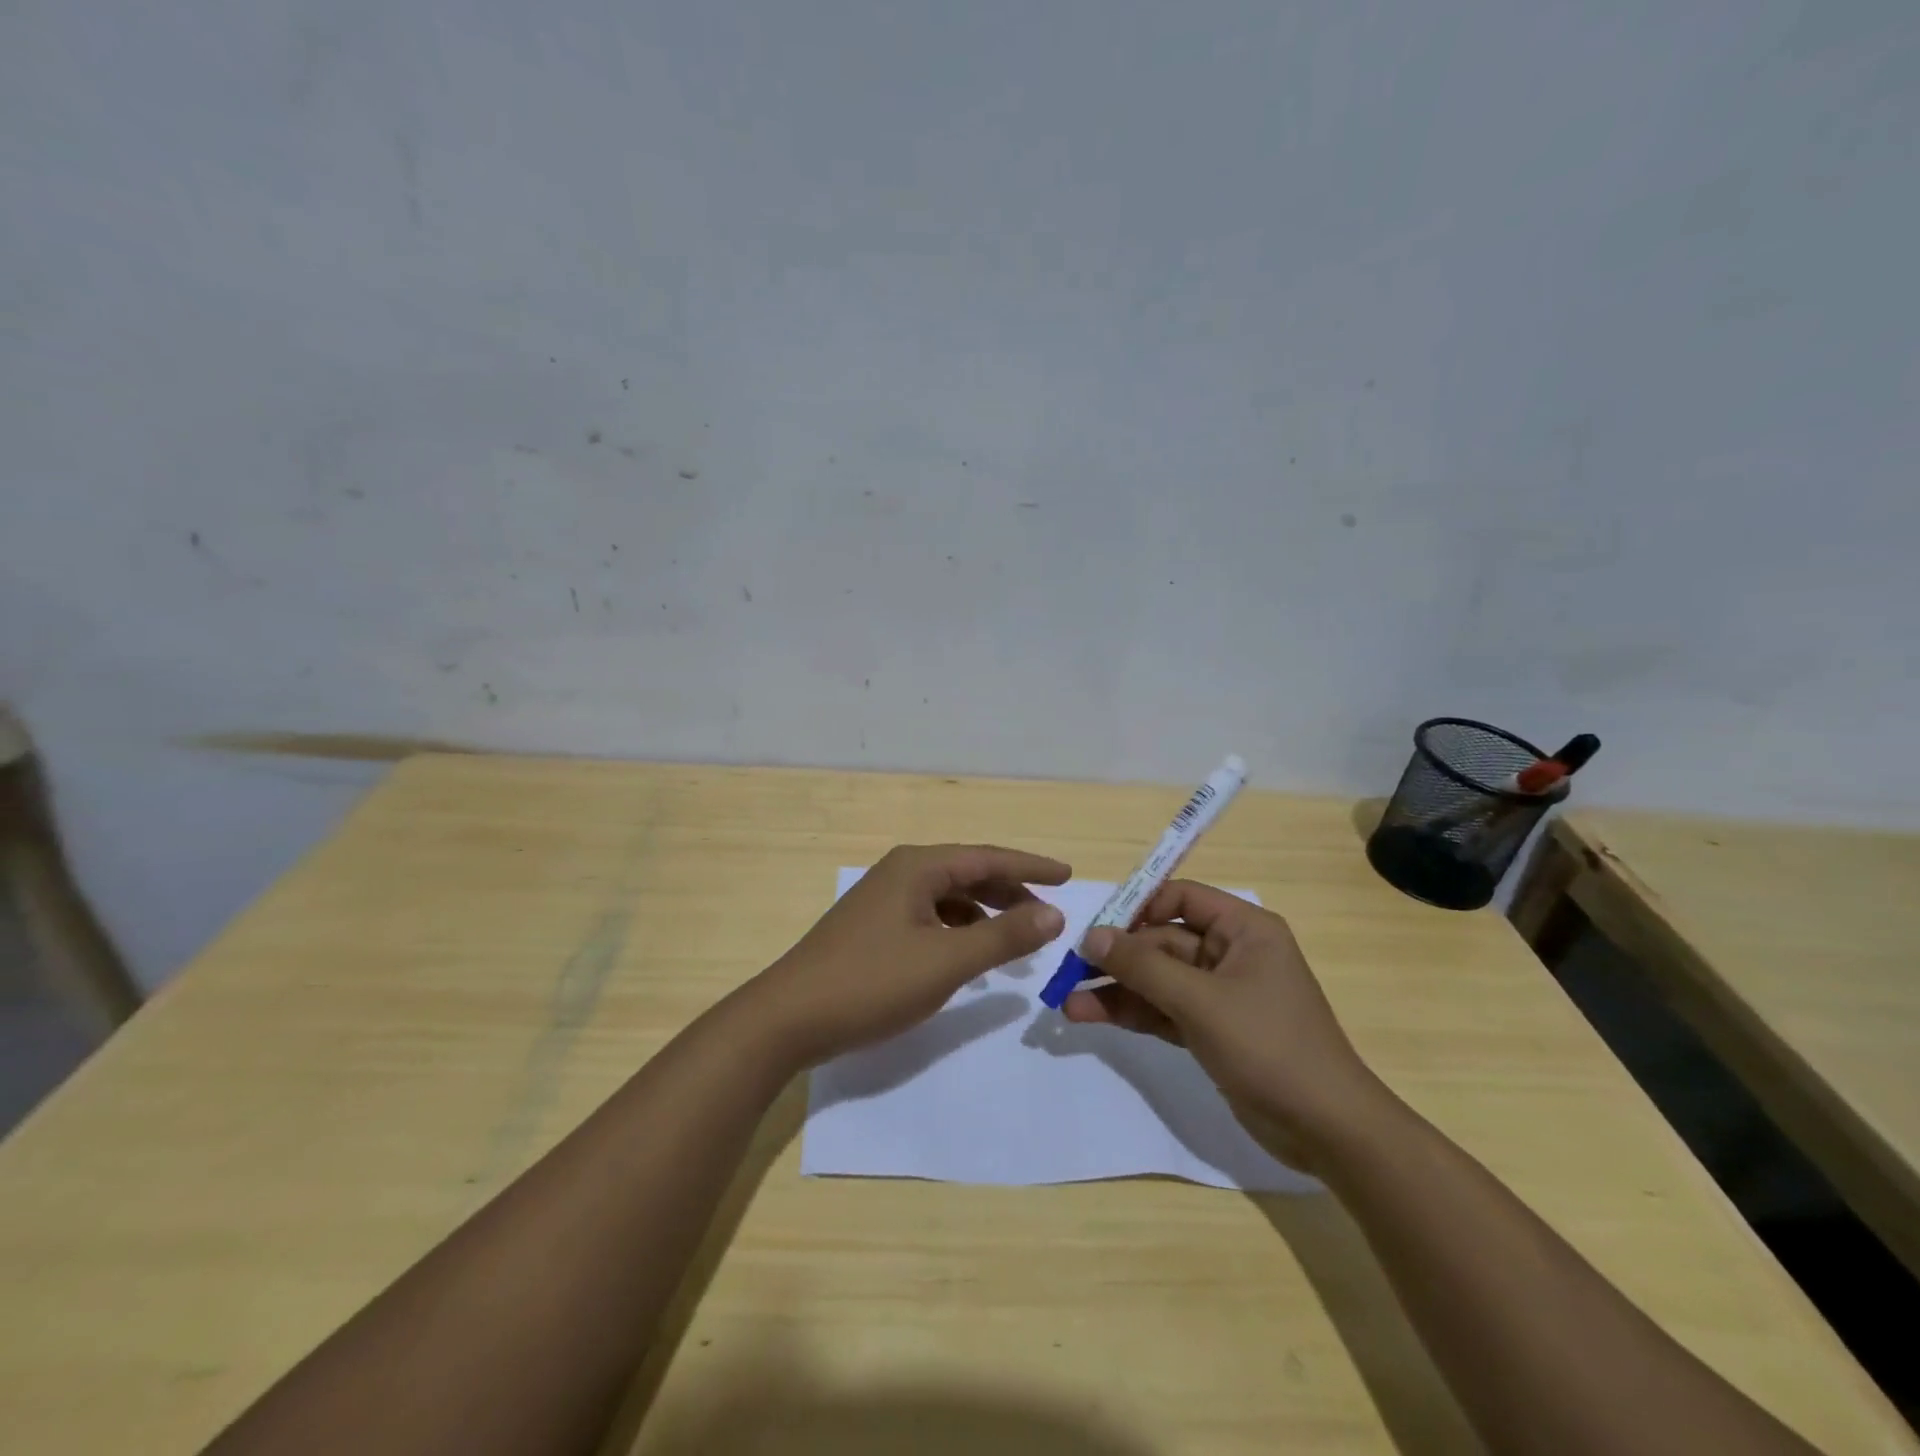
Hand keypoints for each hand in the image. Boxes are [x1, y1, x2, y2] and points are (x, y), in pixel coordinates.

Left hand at [749, 843, 1069, 1066]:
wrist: (789, 1017)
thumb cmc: (872, 982)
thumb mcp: (946, 961)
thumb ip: (1004, 936)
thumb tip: (1053, 913)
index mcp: (918, 867)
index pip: (988, 858)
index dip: (1031, 867)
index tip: (1068, 875)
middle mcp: (901, 872)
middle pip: (968, 874)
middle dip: (1010, 892)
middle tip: (1048, 914)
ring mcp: (884, 900)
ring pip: (949, 897)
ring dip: (985, 913)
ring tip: (1016, 939)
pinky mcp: (874, 927)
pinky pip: (931, 917)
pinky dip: (958, 930)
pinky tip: (969, 953)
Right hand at [1062, 880, 1389, 1168]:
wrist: (1327, 1131)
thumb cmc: (1269, 1047)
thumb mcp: (1200, 1001)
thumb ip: (1143, 966)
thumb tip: (1092, 935)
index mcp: (1243, 929)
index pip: (1181, 897)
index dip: (1138, 907)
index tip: (1098, 928)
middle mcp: (1231, 953)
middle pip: (1162, 941)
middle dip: (1118, 959)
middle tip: (1070, 972)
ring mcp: (1220, 994)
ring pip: (1158, 979)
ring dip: (1117, 989)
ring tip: (1068, 1003)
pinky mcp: (1212, 1030)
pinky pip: (1163, 1009)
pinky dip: (1132, 1013)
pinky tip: (1092, 1016)